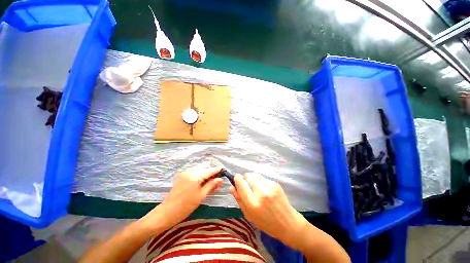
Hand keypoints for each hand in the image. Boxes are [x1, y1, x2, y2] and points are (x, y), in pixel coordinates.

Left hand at [141, 166, 222, 230]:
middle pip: (204, 169)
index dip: (217, 170)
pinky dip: (199, 176)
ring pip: (199, 170)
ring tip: (210, 184)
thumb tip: (220, 179)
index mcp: (195, 175)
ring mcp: (185, 173)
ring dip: (205, 175)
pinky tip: (202, 184)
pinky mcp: (182, 177)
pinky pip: (194, 173)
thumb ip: (211, 185)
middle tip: (216, 182)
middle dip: (211, 173)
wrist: (167, 212)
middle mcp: (190, 171)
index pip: (209, 170)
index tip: (223, 169)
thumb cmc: (186, 205)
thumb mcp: (201, 195)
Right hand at [230, 173, 307, 248]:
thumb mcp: (249, 215)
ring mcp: (269, 187)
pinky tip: (266, 191)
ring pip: (255, 175)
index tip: (236, 180)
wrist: (288, 223)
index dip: (237, 179)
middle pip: (248, 175)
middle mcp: (261, 192)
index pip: (240, 183)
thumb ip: (239, 200)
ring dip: (253, 180)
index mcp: (252, 203)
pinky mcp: (275, 184)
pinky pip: (263, 178)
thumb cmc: (266, 223)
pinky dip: (261, 182)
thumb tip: (231, 187)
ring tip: (257, 189)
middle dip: (245, 179)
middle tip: (248, 187)